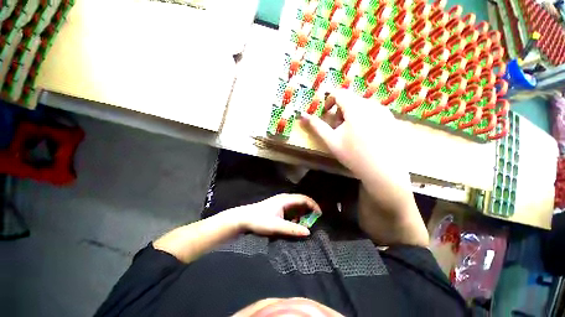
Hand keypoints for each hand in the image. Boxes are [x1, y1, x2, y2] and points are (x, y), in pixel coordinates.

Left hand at [229, 194, 321, 236]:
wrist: (243, 218)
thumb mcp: (276, 226)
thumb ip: (292, 229)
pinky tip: (293, 225)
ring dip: (302, 215)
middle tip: (313, 223)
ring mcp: (281, 203)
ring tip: (304, 225)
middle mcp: (285, 199)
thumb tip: (308, 232)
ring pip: (296, 207)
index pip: (304, 199)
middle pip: (301, 202)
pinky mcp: (278, 208)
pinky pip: (291, 210)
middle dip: (309, 211)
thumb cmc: (259, 220)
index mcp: (286, 200)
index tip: (320, 215)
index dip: (314, 205)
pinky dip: (295, 217)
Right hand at [300, 89, 427, 246]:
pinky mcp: (391, 119)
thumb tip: (302, 115)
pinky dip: (364, 118)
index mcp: (356, 108)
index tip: (326, 113)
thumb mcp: (331, 141)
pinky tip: (364, 135)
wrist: (383, 172)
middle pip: (351, 99)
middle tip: (336, 125)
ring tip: (349, 131)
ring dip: (351, 113)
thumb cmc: (354, 156)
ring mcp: (384, 111)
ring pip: (362, 105)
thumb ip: (317, 126)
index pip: (339, 93)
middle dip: (340, 109)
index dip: (329, 100)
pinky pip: (373, 112)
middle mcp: (372, 104)